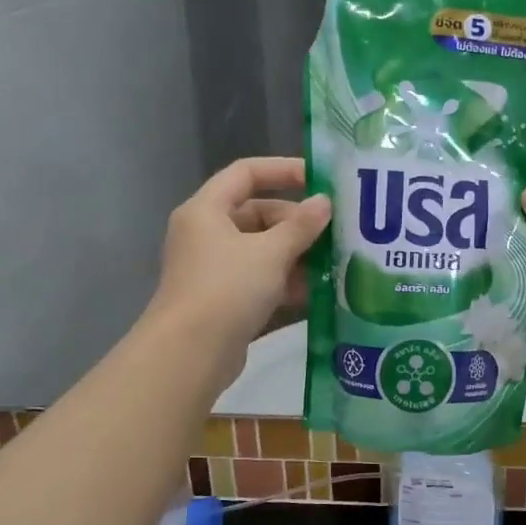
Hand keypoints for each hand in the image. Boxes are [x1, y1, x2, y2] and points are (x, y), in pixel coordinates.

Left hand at [150, 157, 330, 376]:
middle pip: (258, 215)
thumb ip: (300, 226)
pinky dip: (286, 283)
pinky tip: (318, 292)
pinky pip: (260, 281)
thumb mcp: (270, 253)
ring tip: (335, 263)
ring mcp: (214, 270)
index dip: (283, 170)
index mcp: (206, 210)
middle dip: (297, 224)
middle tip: (335, 233)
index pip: (246, 173)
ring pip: (262, 251)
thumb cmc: (227, 289)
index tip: (320, 180)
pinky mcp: (224, 301)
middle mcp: (206, 234)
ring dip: (297, 256)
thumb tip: (324, 203)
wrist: (190, 354)